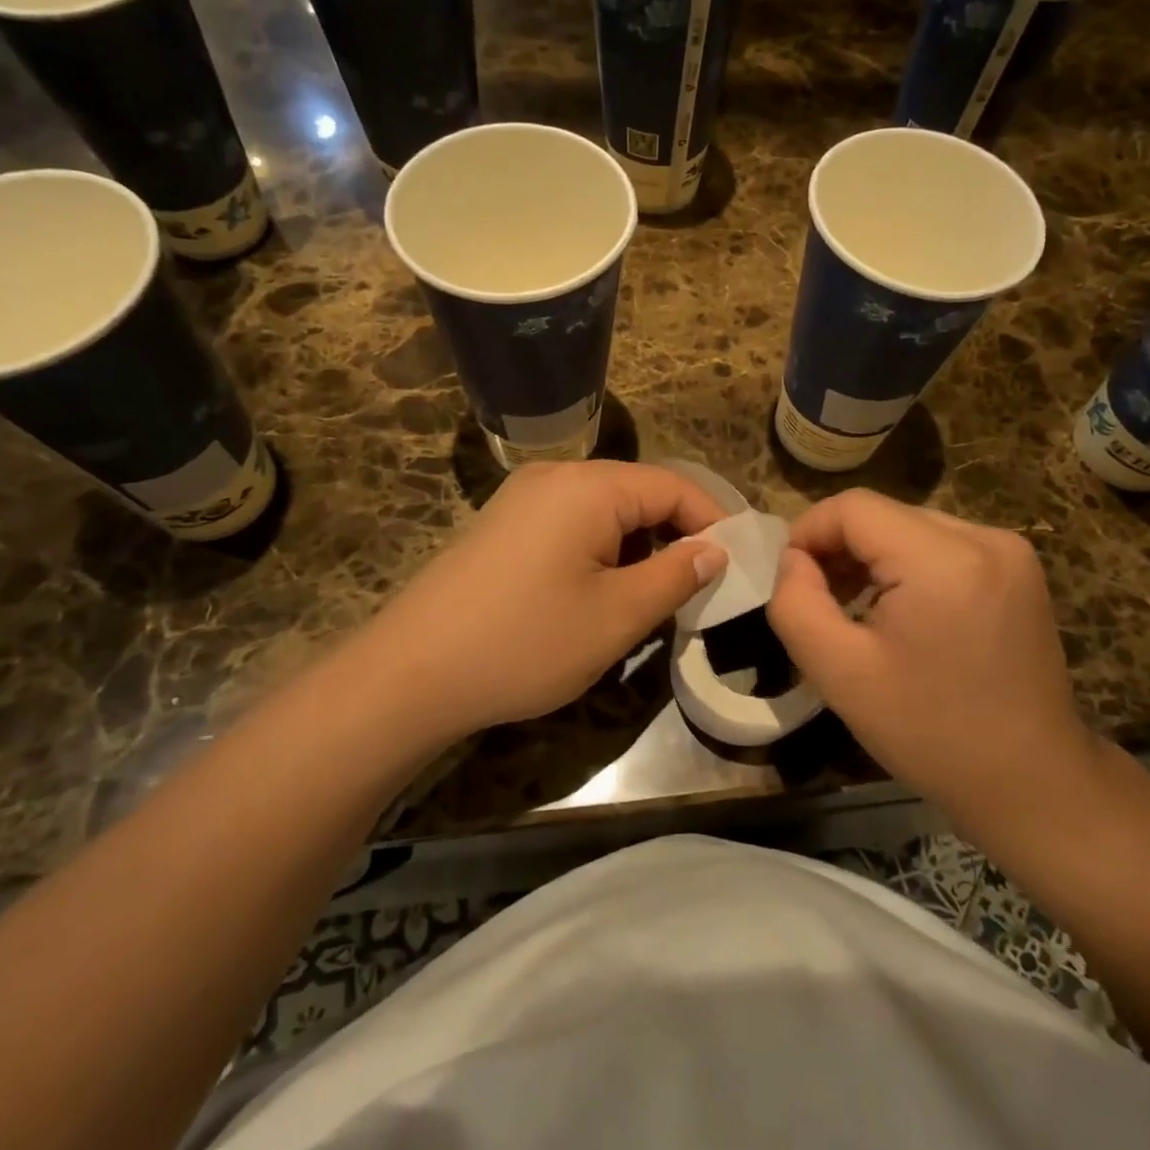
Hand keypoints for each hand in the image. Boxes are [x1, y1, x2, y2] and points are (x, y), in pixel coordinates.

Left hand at [351, 461, 727, 741]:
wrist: (410, 673)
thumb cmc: (525, 641)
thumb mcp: (616, 616)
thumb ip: (676, 576)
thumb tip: (716, 550)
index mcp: (588, 486)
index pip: (673, 486)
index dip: (713, 521)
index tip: (739, 564)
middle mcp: (556, 476)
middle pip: (639, 492)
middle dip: (676, 535)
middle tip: (702, 586)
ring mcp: (523, 498)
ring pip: (606, 511)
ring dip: (639, 547)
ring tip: (657, 597)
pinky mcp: (504, 524)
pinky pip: (572, 524)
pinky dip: (603, 551)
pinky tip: (604, 593)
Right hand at [767, 490, 1098, 829]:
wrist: (1033, 784)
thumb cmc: (931, 733)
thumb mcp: (840, 675)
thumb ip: (797, 604)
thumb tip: (792, 559)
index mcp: (943, 560)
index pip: (853, 508)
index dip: (809, 533)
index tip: (792, 580)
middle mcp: (983, 538)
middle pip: (883, 514)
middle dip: (839, 548)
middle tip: (820, 601)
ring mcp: (1009, 551)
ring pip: (910, 527)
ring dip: (872, 557)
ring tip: (856, 608)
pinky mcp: (1019, 568)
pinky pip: (942, 544)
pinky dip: (908, 566)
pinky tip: (901, 611)